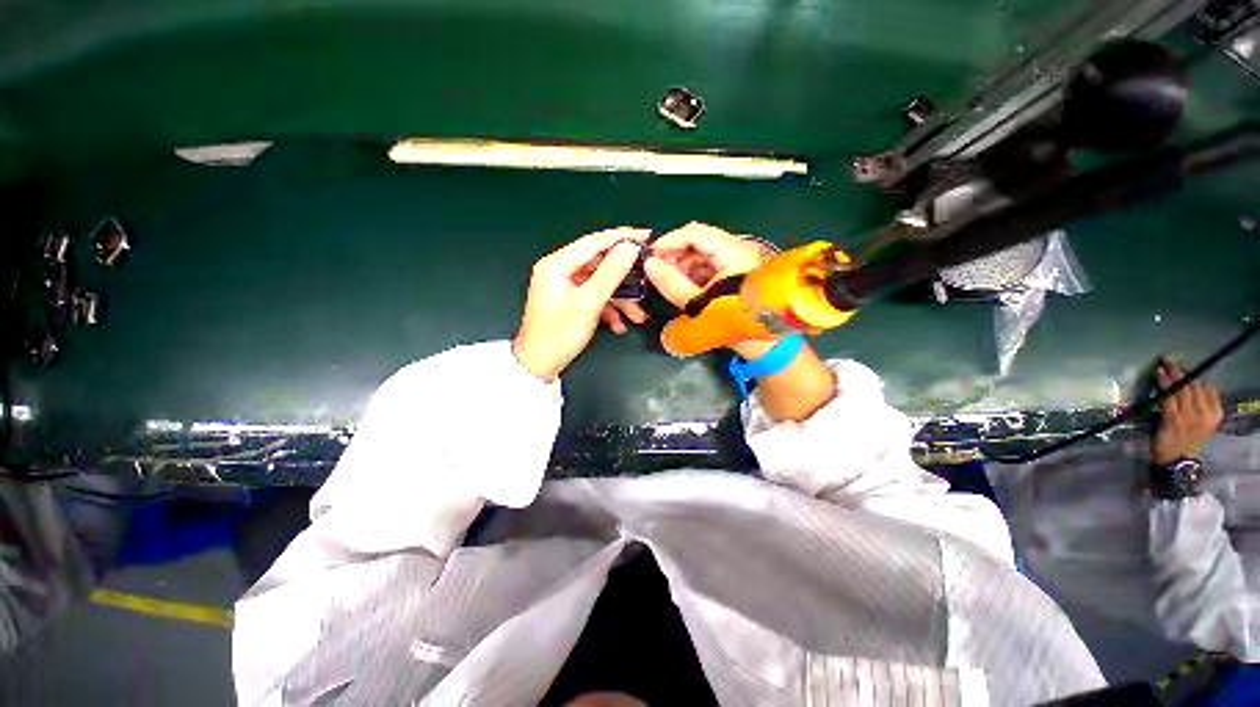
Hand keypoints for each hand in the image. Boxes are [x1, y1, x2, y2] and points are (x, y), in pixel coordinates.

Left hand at [514, 228, 649, 380]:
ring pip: (600, 282)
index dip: (622, 237)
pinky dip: (608, 307)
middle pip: (599, 263)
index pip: (594, 242)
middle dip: (624, 277)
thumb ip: (610, 274)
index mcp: (556, 264)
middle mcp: (559, 270)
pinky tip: (618, 324)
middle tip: (646, 279)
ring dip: (619, 298)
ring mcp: (564, 286)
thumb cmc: (558, 335)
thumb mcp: (588, 304)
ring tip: (636, 314)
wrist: (539, 366)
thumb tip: (629, 248)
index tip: (646, 236)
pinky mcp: (569, 300)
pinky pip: (594, 296)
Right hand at [643, 222, 775, 357]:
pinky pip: (712, 264)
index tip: (650, 257)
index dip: (669, 242)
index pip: (694, 233)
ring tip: (670, 282)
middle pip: (699, 240)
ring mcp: (741, 259)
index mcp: (732, 252)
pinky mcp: (740, 271)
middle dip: (675, 254)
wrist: (769, 344)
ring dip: (684, 264)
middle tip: (658, 272)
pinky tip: (686, 287)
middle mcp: (739, 249)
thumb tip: (650, 265)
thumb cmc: (734, 322)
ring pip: (704, 252)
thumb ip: (672, 283)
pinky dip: (696, 272)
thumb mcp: (699, 304)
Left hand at [1151, 357, 1223, 465]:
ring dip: (1171, 374)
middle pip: (1194, 386)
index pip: (1207, 388)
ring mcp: (1189, 417)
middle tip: (1168, 358)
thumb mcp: (1200, 423)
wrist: (1175, 461)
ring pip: (1181, 389)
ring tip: (1162, 363)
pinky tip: (1158, 375)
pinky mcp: (1174, 420)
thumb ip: (1200, 406)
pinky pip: (1169, 397)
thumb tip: (1193, 384)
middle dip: (1180, 370)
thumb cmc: (1185, 440)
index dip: (1194, 375)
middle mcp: (1205, 415)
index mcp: (1215, 414)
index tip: (1184, 365)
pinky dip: (1163, 384)